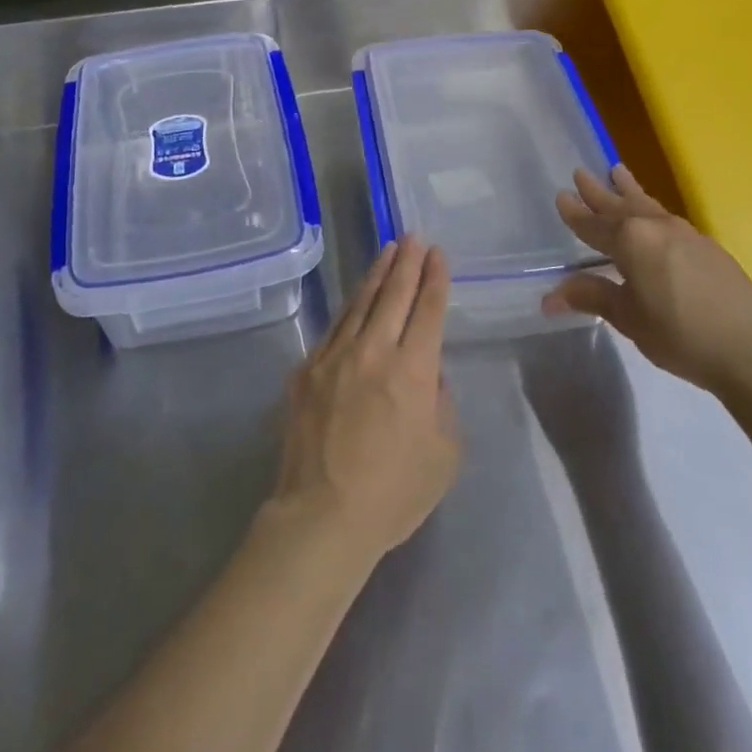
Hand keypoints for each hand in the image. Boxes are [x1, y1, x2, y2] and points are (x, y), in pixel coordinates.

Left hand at [269, 237, 460, 563]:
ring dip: (376, 274)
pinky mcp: (307, 370)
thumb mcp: (444, 454)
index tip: (438, 254)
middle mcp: (373, 351)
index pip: (428, 310)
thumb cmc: (394, 493)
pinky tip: (354, 298)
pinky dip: (349, 308)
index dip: (435, 279)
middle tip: (414, 236)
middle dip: (407, 262)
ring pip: (359, 303)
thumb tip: (428, 375)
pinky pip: (333, 328)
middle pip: (393, 295)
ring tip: (387, 251)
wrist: (322, 515)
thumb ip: (442, 404)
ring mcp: (334, 357)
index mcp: (412, 369)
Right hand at [541, 165, 751, 393]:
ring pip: (647, 205)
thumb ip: (592, 297)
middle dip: (598, 191)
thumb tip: (549, 297)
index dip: (575, 213)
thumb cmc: (679, 333)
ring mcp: (685, 234)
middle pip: (620, 205)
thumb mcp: (628, 318)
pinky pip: (667, 216)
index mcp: (631, 240)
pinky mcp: (707, 246)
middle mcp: (656, 227)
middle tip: (581, 172)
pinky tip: (654, 215)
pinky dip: (651, 208)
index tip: (561, 195)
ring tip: (618, 172)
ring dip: (628, 190)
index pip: (593, 225)